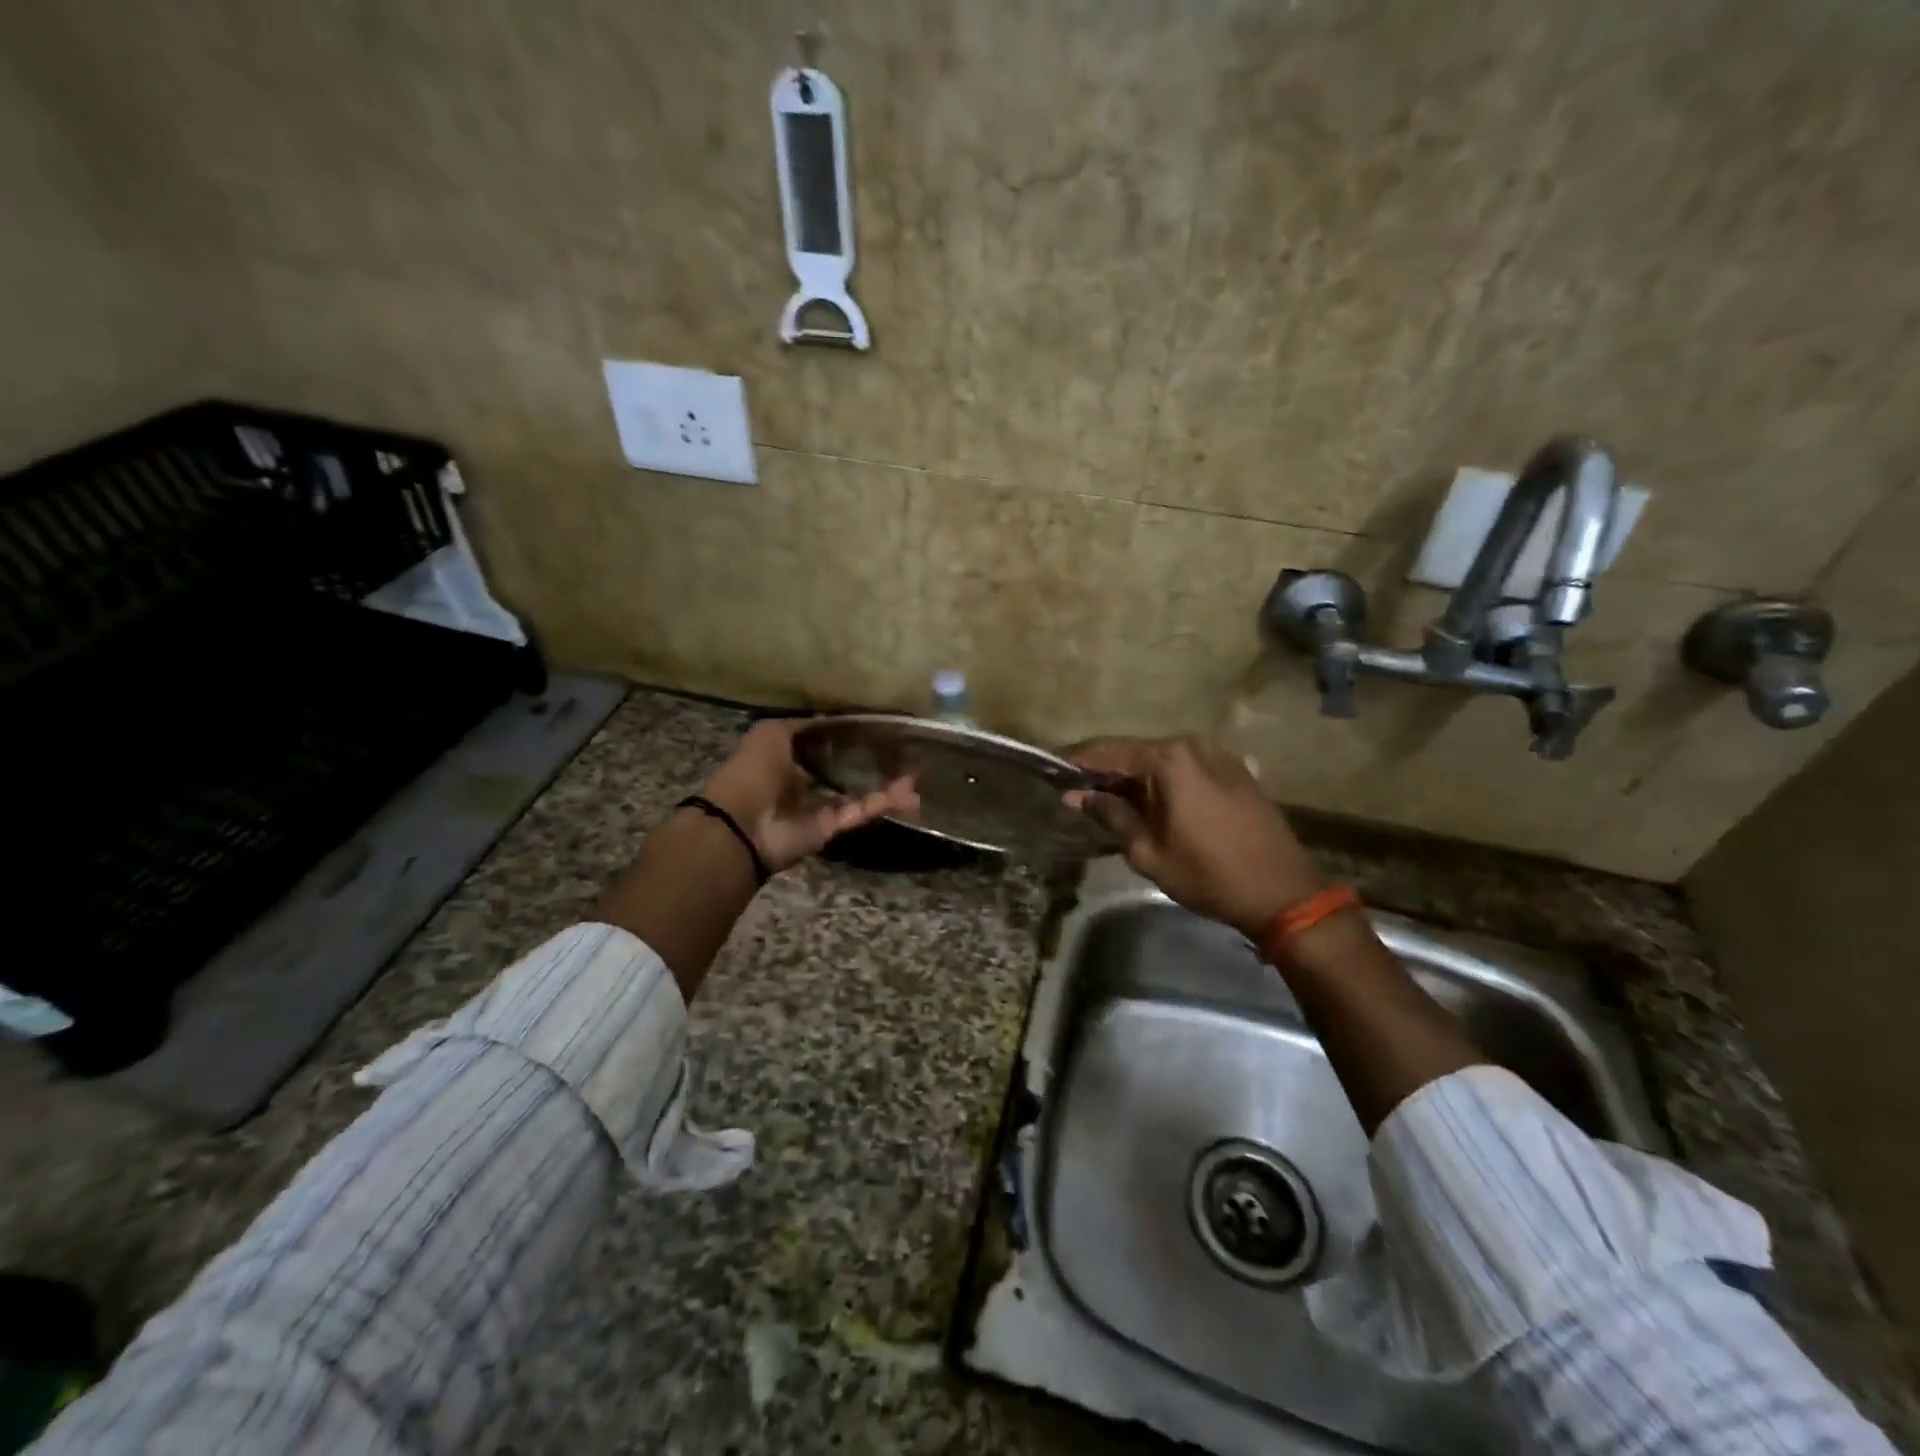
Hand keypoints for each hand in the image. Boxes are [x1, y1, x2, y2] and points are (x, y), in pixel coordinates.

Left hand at [699, 719, 918, 873]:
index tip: (878, 726)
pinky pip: (859, 812)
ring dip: (887, 786)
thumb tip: (831, 717)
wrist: (741, 824)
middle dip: (873, 763)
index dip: (849, 735)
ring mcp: (819, 806)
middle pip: (845, 770)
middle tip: (904, 753)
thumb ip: (801, 724)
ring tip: (917, 777)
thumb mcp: (771, 733)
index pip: (824, 744)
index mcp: (788, 757)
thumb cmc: (753, 771)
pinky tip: (908, 793)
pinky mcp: (831, 827)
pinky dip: (883, 803)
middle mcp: (805, 781)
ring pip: (859, 793)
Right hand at [1064, 735, 1324, 938]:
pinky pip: (1185, 766)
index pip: (1106, 751)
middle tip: (1080, 796)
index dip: (1076, 762)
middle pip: (1134, 752)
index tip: (1052, 772)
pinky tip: (1154, 804)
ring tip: (1114, 804)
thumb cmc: (1208, 874)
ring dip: (1135, 778)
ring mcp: (1217, 753)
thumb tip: (1075, 795)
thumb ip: (1110, 815)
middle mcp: (1191, 744)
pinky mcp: (1234, 768)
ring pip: (1160, 760)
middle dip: (1106, 772)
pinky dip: (1164, 780)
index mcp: (1167, 759)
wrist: (1283, 892)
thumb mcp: (1147, 851)